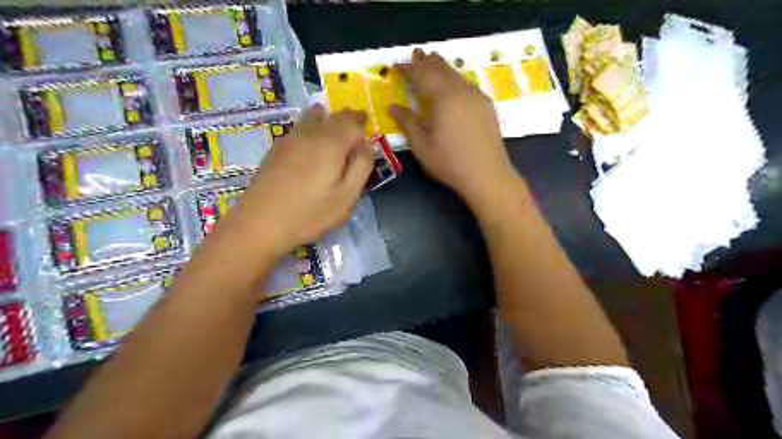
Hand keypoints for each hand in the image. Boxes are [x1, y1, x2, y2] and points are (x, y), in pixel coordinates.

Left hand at [223, 104, 374, 257]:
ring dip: (326, 117)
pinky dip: (311, 125)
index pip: (352, 123)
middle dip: (347, 118)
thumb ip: (361, 167)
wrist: (261, 221)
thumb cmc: (310, 212)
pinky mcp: (277, 148)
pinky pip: (300, 127)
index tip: (368, 127)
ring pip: (312, 117)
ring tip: (332, 119)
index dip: (362, 124)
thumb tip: (367, 145)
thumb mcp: (347, 196)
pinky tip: (311, 136)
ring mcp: (290, 139)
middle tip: (357, 119)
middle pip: (333, 117)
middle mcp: (311, 134)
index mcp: (331, 143)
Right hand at [389, 50, 517, 207]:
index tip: (396, 66)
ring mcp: (477, 96)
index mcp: (443, 98)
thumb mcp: (422, 146)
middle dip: (426, 61)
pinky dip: (454, 79)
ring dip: (442, 67)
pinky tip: (452, 85)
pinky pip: (466, 84)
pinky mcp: (486, 105)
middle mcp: (461, 91)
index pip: (421, 75)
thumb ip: (407, 123)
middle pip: (441, 68)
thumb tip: (393, 107)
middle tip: (416, 54)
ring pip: (456, 74)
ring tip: (432, 62)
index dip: (408, 69)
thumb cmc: (450, 163)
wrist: (488, 175)